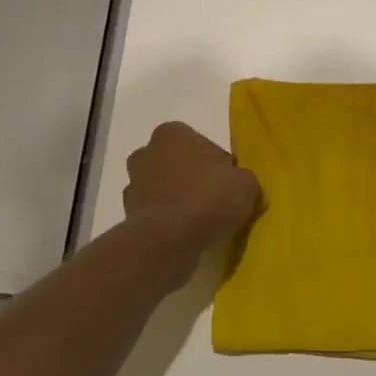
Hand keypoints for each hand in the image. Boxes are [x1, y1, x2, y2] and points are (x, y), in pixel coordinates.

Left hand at [124, 121, 262, 254]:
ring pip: (166, 188)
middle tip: (217, 202)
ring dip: (180, 200)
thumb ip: (246, 180)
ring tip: (202, 223)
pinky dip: (169, 221)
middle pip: (181, 164)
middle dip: (196, 179)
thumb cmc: (206, 200)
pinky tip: (186, 235)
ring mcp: (133, 184)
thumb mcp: (246, 185)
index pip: (204, 145)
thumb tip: (243, 187)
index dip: (221, 166)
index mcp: (172, 133)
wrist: (166, 242)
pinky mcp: (128, 214)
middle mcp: (147, 152)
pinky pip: (157, 213)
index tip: (229, 185)